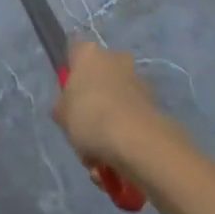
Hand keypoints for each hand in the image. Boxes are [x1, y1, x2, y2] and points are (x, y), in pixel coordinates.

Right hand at [54, 38, 168, 168]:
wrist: (137, 141)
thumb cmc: (90, 117)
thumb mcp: (61, 115)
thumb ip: (62, 107)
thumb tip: (69, 109)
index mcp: (88, 52)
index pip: (73, 55)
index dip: (69, 79)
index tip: (68, 102)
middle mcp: (114, 57)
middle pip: (97, 80)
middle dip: (92, 106)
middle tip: (84, 133)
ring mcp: (136, 79)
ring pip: (114, 102)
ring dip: (109, 126)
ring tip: (100, 159)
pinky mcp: (153, 103)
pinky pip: (131, 118)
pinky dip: (125, 136)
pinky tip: (117, 161)